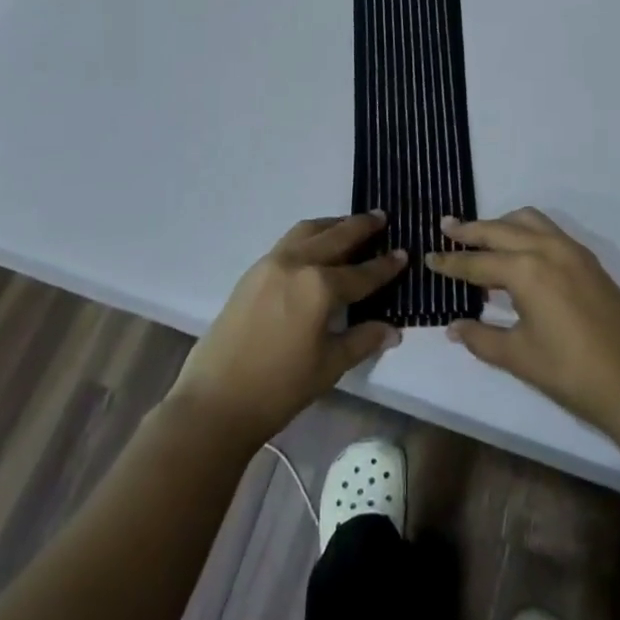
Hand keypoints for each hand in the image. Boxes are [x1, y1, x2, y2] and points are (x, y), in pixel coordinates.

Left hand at [169, 212, 405, 445]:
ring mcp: (271, 263)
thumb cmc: (279, 388)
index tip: (404, 253)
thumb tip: (394, 330)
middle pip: (336, 237)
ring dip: (333, 225)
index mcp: (320, 286)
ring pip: (308, 231)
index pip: (362, 272)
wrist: (215, 401)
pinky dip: (309, 236)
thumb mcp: (329, 366)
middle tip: (381, 218)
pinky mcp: (252, 271)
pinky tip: (316, 247)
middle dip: (361, 227)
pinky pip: (289, 241)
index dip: (386, 266)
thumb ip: (363, 340)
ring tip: (350, 224)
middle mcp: (297, 263)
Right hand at [428, 208, 619, 438]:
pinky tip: (518, 254)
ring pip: (528, 221)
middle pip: (500, 230)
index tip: (429, 258)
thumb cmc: (571, 372)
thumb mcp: (519, 357)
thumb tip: (453, 327)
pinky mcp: (589, 260)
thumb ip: (482, 338)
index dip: (451, 263)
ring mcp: (572, 251)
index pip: (477, 262)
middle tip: (446, 228)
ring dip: (501, 225)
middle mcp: (547, 249)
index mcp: (526, 270)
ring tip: (481, 238)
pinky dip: (526, 233)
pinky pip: (548, 231)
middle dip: (471, 231)